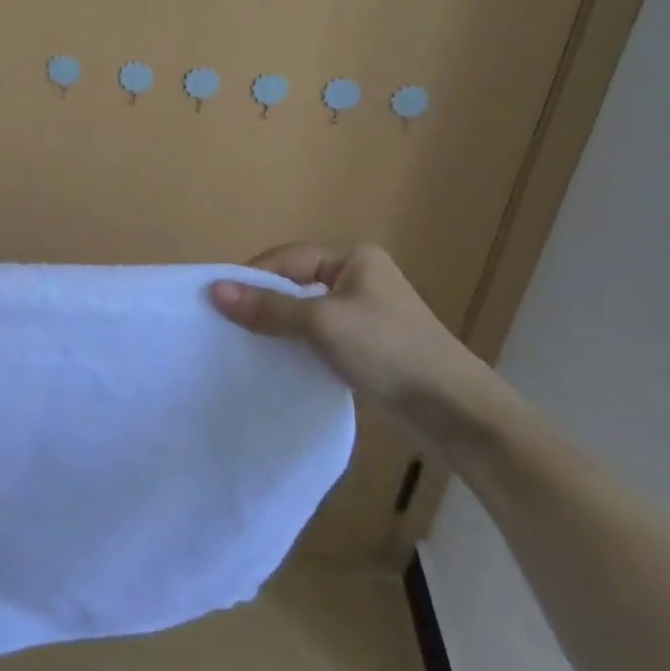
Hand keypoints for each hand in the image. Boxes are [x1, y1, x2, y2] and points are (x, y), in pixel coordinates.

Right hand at [209, 243, 505, 441]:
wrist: (455, 412)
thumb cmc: (390, 351)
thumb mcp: (323, 324)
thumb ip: (269, 307)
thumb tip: (214, 291)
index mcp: (353, 258)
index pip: (288, 259)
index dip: (252, 277)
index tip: (219, 302)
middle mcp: (357, 278)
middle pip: (294, 283)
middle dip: (262, 302)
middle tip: (227, 324)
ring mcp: (363, 313)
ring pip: (304, 312)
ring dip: (278, 326)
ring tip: (245, 343)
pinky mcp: (366, 346)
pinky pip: (318, 336)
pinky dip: (296, 344)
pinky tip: (277, 360)